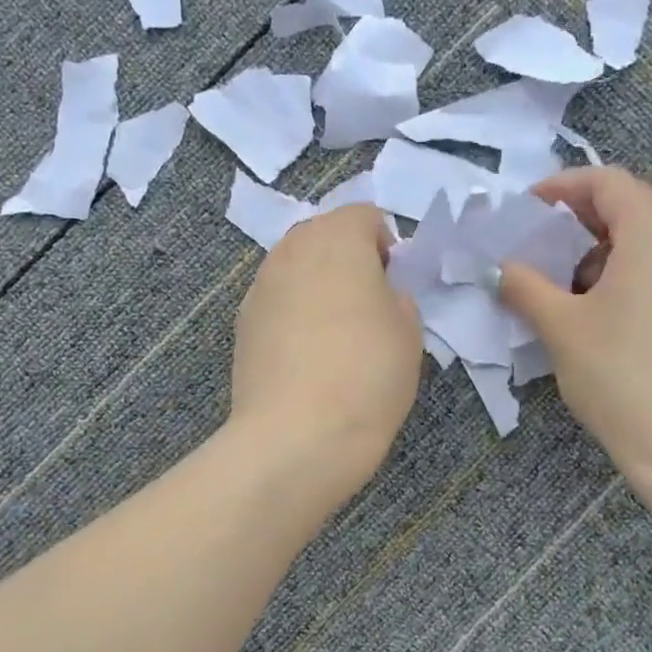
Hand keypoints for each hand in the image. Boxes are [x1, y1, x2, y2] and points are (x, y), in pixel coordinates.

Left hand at [229, 204, 422, 493]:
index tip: (395, 287)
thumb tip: (378, 293)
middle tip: (369, 308)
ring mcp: (259, 287)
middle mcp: (290, 250)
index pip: (365, 216)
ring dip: (318, 287)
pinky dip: (294, 315)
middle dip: (348, 260)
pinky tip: (306, 357)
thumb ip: (396, 295)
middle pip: (324, 236)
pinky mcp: (242, 324)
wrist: (297, 435)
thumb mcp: (409, 330)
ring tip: (336, 336)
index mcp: (336, 238)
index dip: (387, 247)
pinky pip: (277, 302)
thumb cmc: (367, 374)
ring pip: (296, 269)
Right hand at [498, 167, 651, 481]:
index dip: (562, 187)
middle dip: (580, 219)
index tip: (527, 211)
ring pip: (650, 242)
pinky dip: (628, 275)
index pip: (608, 182)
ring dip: (603, 250)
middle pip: (632, 207)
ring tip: (566, 285)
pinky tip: (603, 315)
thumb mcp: (560, 327)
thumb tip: (500, 268)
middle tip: (541, 246)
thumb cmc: (619, 375)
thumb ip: (524, 286)